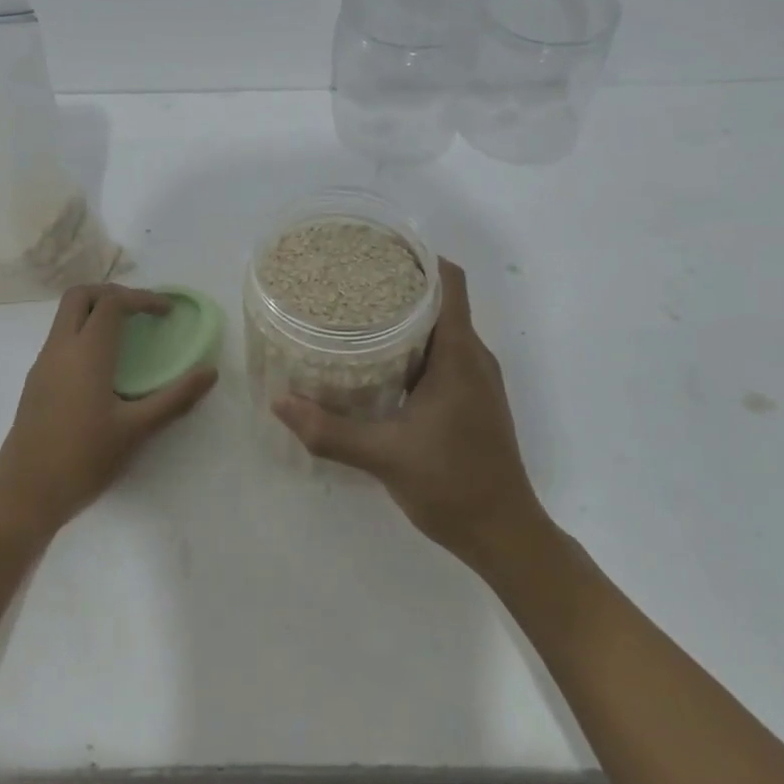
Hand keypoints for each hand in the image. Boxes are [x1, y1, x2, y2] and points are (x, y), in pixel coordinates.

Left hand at [0, 284, 217, 538]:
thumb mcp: (136, 430)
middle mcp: (59, 349)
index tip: (167, 313)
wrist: (25, 496)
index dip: (142, 298)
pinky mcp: (35, 383)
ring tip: (127, 335)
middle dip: (113, 294)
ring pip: (64, 317)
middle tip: (141, 312)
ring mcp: (42, 365)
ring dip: (95, 313)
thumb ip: (175, 398)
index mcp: (86, 353)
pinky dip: (83, 333)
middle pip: (80, 296)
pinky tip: (103, 367)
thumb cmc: (84, 460)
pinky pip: (59, 340)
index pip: (112, 302)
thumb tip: (210, 373)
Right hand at [273, 259, 548, 571]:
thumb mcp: (384, 457)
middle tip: (350, 280)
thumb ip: (330, 430)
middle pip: (441, 300)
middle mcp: (473, 357)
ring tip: (356, 313)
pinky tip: (378, 361)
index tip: (377, 248)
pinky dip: (414, 345)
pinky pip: (444, 355)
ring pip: (442, 329)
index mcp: (460, 355)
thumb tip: (279, 402)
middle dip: (400, 283)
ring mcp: (476, 379)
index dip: (419, 256)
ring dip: (406, 316)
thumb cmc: (452, 485)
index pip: (449, 282)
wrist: (505, 535)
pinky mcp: (472, 399)